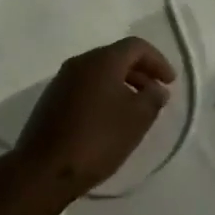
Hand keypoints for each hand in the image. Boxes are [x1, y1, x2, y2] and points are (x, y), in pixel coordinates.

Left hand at [10, 38, 175, 201]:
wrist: (44, 168)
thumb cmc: (96, 139)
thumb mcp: (136, 120)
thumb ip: (152, 98)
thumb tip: (157, 87)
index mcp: (101, 60)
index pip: (135, 46)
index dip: (157, 60)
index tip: (171, 82)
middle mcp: (80, 62)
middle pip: (116, 56)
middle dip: (140, 71)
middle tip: (157, 93)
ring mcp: (62, 79)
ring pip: (99, 72)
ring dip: (122, 83)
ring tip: (136, 108)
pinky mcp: (52, 98)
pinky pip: (86, 86)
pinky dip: (104, 93)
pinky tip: (110, 118)